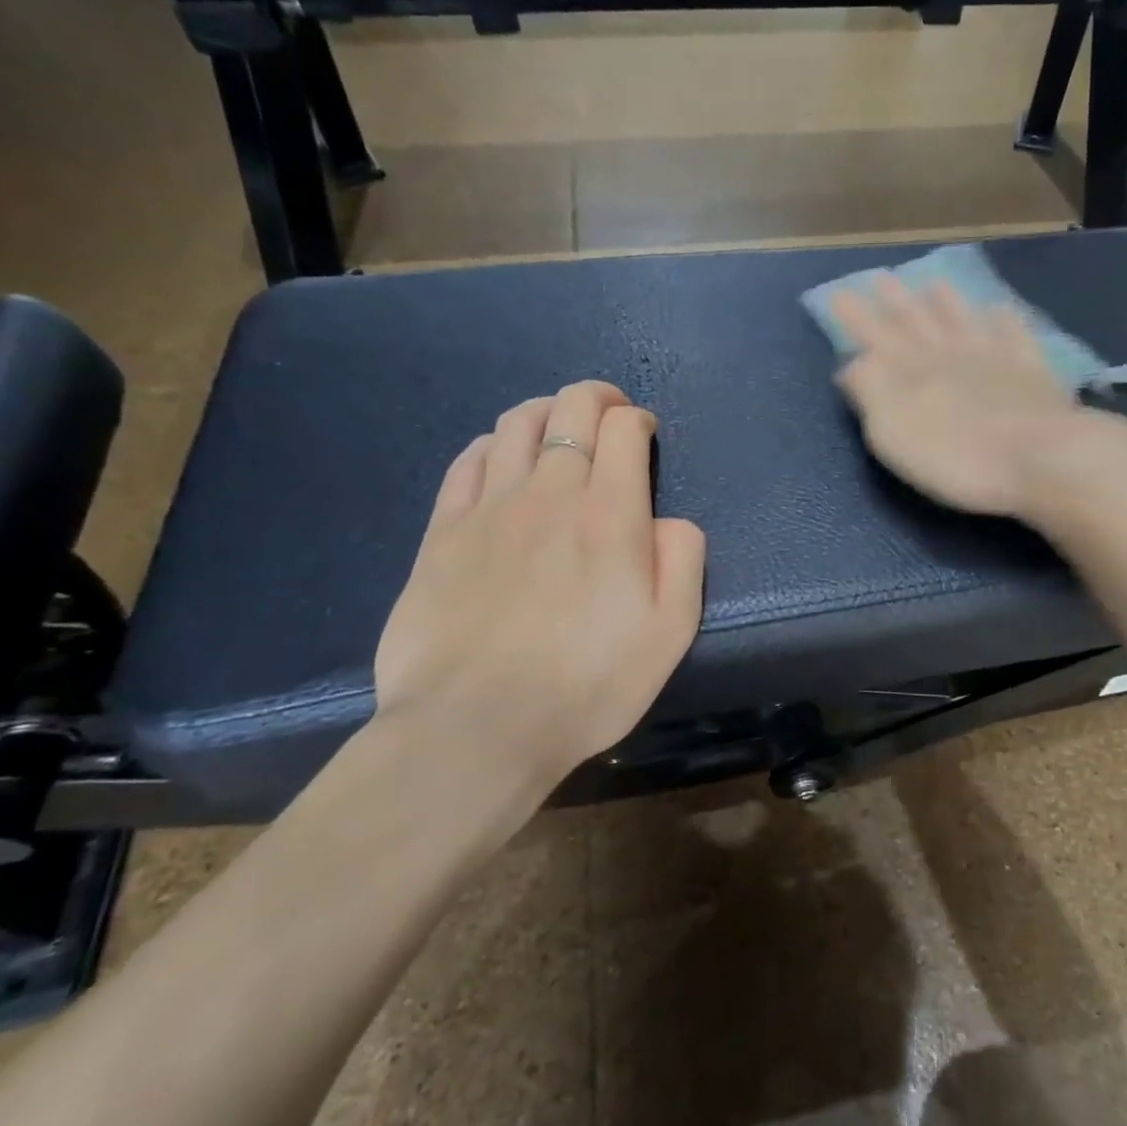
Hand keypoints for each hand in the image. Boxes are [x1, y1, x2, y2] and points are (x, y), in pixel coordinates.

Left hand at [372, 381, 705, 795]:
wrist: (476, 728)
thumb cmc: (587, 684)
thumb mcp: (670, 632)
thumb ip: (683, 560)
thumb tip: (669, 520)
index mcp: (609, 513)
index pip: (623, 429)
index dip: (638, 420)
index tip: (645, 436)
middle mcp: (549, 493)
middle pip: (569, 409)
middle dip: (596, 398)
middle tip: (608, 414)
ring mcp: (489, 508)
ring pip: (516, 424)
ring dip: (546, 411)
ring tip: (558, 427)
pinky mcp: (443, 532)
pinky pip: (469, 461)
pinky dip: (494, 444)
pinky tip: (503, 458)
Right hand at [832, 276, 1093, 516]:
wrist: (1040, 458)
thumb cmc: (955, 456)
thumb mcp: (892, 431)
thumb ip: (870, 391)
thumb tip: (852, 362)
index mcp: (911, 372)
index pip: (874, 336)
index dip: (855, 316)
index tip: (838, 292)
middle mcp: (949, 355)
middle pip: (917, 321)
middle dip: (896, 300)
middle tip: (882, 277)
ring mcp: (995, 358)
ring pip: (964, 320)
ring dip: (947, 302)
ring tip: (934, 282)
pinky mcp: (1032, 371)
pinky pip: (1016, 335)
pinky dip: (1006, 320)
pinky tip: (1002, 310)